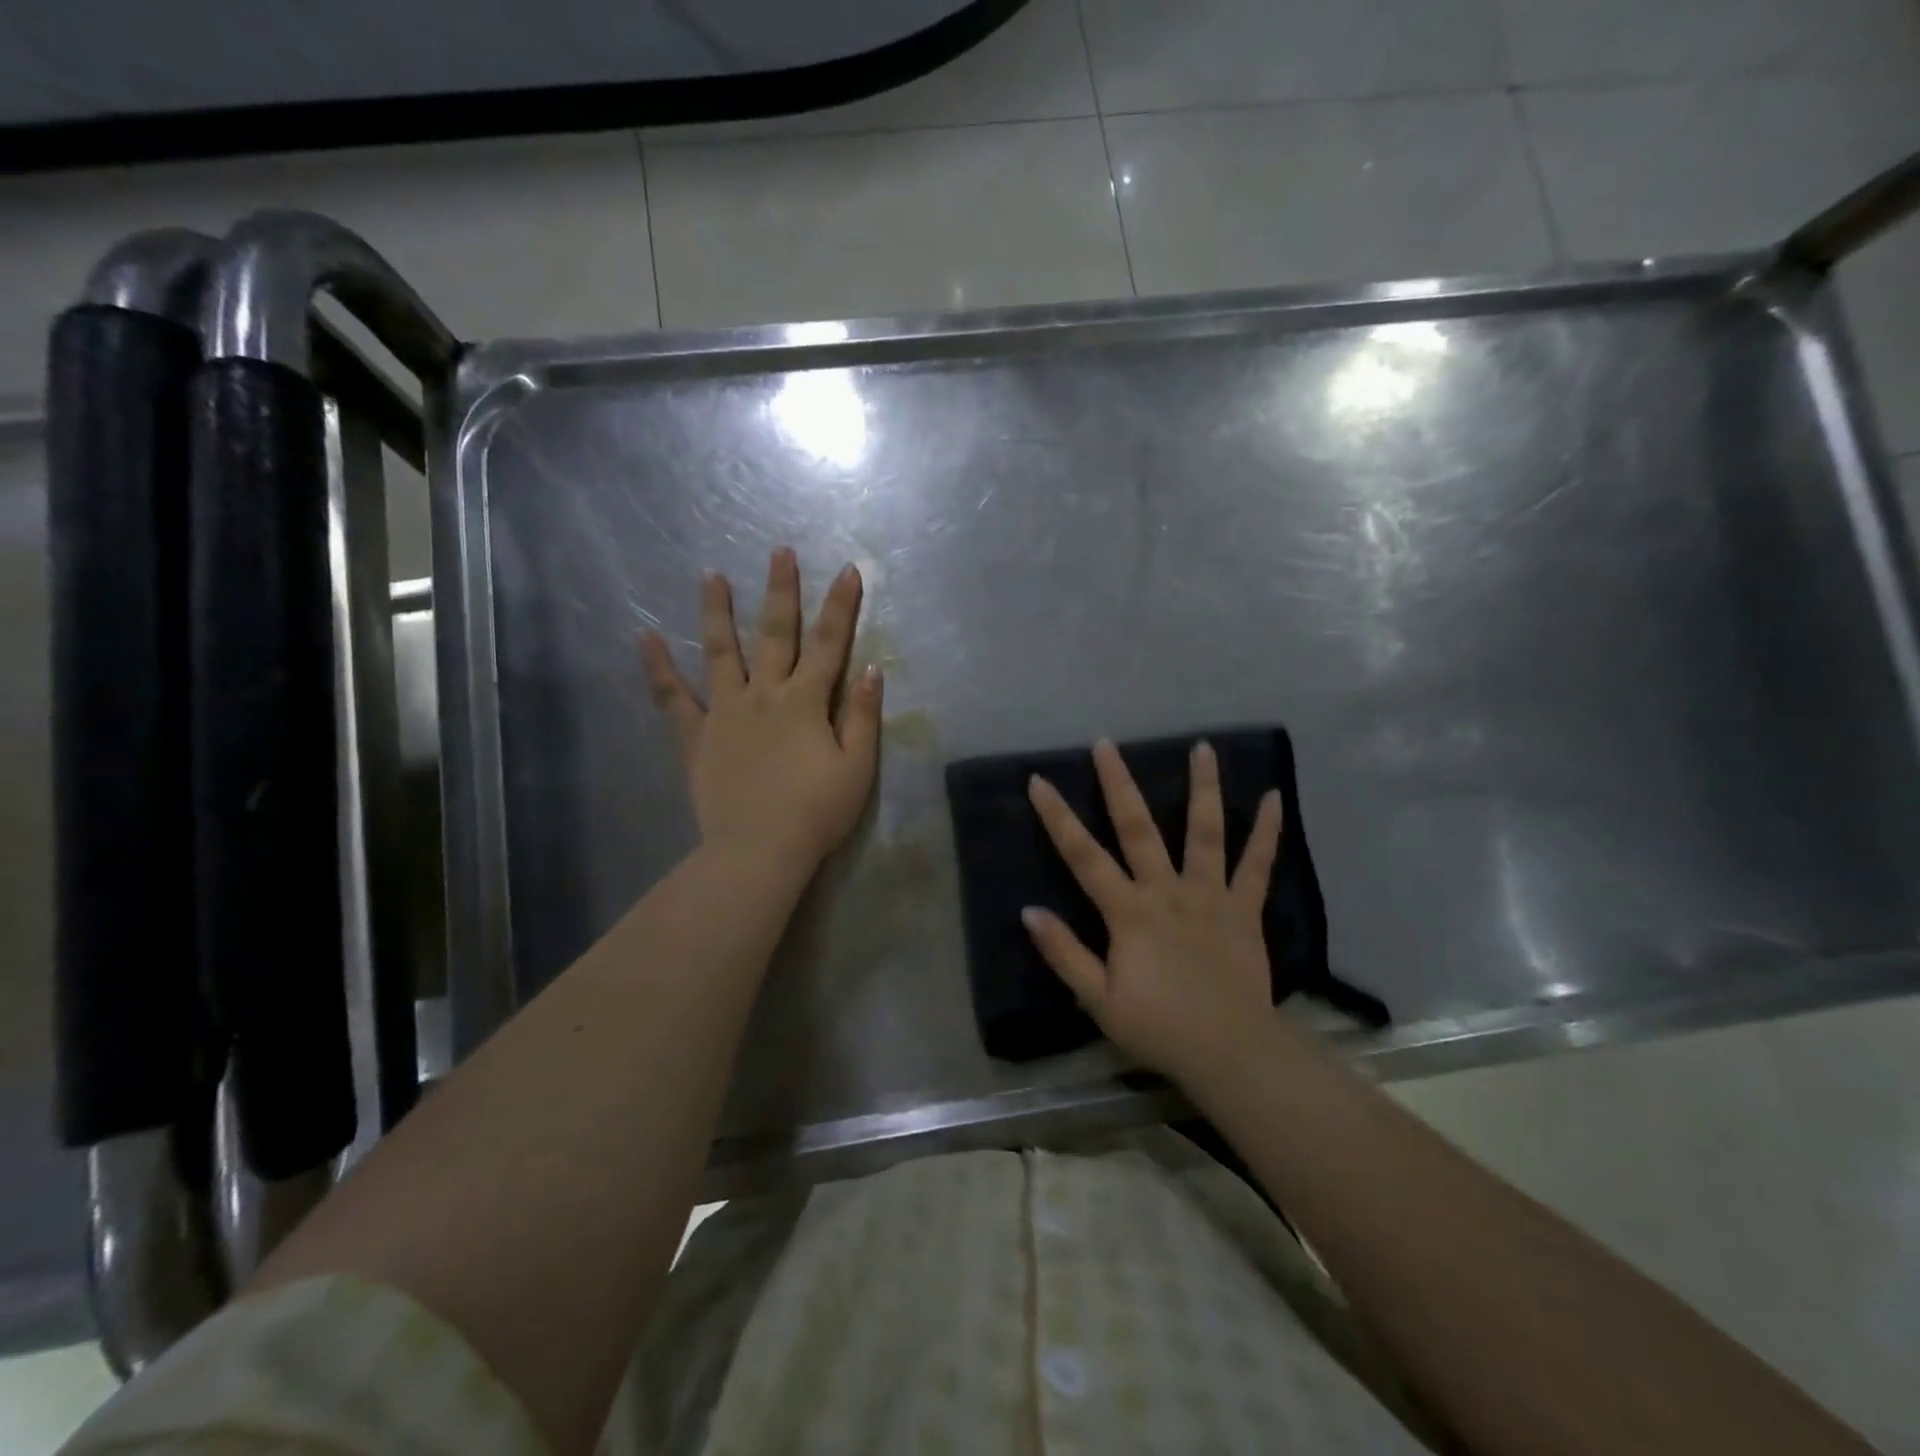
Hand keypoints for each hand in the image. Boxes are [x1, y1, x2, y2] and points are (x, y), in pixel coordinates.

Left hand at [640, 547, 881, 874]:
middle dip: (781, 591)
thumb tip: (870, 668)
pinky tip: (645, 638)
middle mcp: (764, 695)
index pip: (829, 644)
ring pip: (721, 652)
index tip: (848, 570)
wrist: (758, 851)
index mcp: (806, 702)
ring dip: (717, 612)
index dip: (841, 606)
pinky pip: (673, 698)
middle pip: (775, 634)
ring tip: (710, 575)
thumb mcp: (857, 768)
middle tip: (779, 552)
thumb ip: (863, 716)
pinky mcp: (697, 737)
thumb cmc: (816, 813)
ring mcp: (725, 713)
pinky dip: (658, 668)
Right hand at [1023, 739, 1283, 1085]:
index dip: (1058, 818)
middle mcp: (1167, 892)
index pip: (1084, 857)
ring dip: (1203, 788)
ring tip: (1202, 748)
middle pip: (1138, 829)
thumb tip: (1029, 911)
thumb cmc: (1159, 1028)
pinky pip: (1257, 865)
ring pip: (1204, 833)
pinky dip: (1267, 831)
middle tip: (1106, 743)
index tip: (1039, 781)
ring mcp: (1210, 896)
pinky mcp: (1243, 909)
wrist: (1230, 1052)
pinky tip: (1274, 798)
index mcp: (1129, 913)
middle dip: (1119, 784)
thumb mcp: (1098, 999)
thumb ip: (1064, 953)